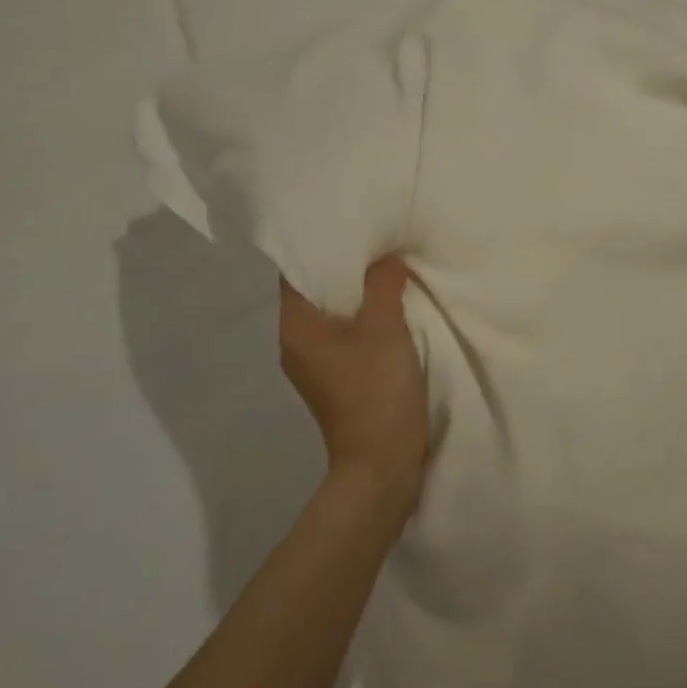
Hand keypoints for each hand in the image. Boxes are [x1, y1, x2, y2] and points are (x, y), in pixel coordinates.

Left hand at [279, 256, 429, 518]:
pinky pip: (346, 336)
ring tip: (387, 267)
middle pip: (314, 292)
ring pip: (333, 315)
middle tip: (375, 239)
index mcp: (296, 328)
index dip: (319, 245)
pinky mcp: (337, 381)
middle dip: (343, 266)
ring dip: (357, 294)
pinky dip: (364, 319)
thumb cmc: (376, 391)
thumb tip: (385, 257)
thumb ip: (383, 285)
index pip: (295, 271)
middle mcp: (296, 344)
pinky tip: (391, 308)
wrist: (381, 464)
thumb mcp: (385, 329)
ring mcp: (316, 366)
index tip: (348, 223)